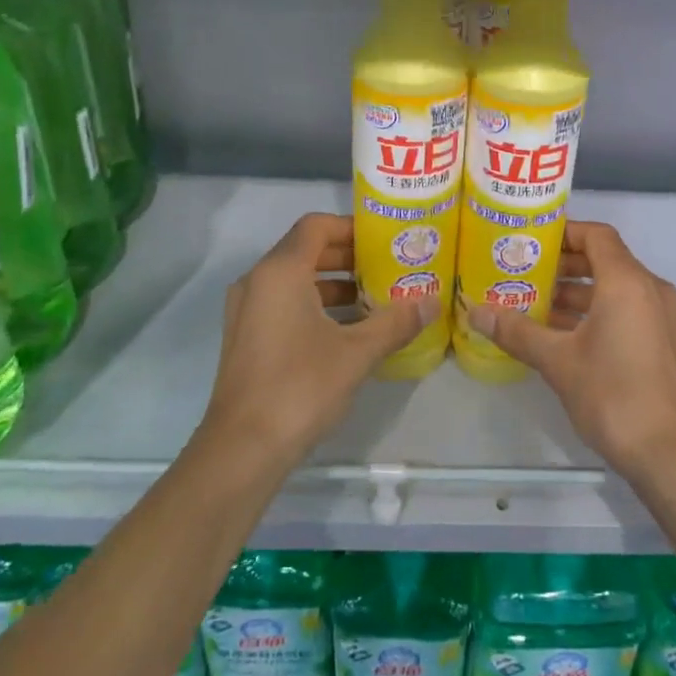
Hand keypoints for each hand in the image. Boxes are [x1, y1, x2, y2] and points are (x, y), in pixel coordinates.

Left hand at [199, 213, 436, 464]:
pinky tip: (349, 330)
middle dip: (348, 256)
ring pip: (295, 280)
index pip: (316, 226)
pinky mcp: (247, 337)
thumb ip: (395, 322)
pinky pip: (285, 304)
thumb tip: (432, 303)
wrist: (243, 449)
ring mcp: (247, 311)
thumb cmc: (300, 387)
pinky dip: (316, 305)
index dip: (352, 227)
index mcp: (280, 272)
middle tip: (389, 266)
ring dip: (334, 283)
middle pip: (306, 250)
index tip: (385, 240)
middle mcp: (257, 282)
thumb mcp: (357, 352)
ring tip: (376, 298)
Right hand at [465, 221, 675, 475]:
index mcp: (628, 281)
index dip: (563, 232)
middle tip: (523, 272)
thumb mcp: (558, 361)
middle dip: (564, 265)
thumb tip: (475, 312)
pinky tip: (560, 333)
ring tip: (534, 302)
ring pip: (615, 288)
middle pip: (605, 260)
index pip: (596, 236)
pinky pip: (626, 310)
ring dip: (577, 292)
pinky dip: (595, 311)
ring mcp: (661, 316)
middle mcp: (650, 289)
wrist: (670, 453)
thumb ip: (517, 331)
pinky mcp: (663, 341)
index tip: (530, 241)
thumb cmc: (613, 394)